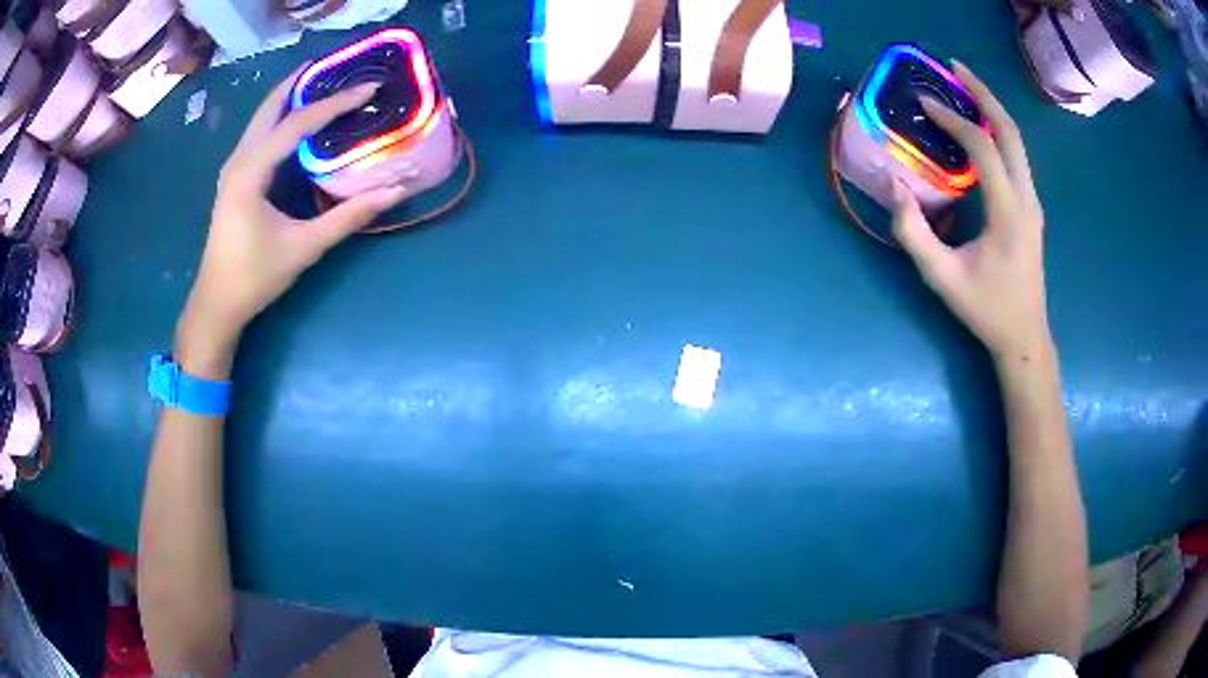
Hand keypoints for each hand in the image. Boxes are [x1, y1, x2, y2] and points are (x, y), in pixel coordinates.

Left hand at [178, 68, 406, 371]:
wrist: (216, 304)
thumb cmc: (255, 277)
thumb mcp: (304, 247)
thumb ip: (348, 217)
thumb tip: (395, 191)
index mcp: (251, 171)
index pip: (297, 124)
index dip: (335, 103)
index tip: (368, 88)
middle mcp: (239, 160)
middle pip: (271, 107)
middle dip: (303, 82)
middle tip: (337, 65)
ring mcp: (233, 168)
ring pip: (262, 118)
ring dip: (290, 97)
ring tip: (322, 83)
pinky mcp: (234, 179)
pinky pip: (259, 134)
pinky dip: (280, 118)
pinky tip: (298, 121)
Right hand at [892, 62, 1052, 363]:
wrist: (1024, 337)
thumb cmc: (985, 310)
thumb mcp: (942, 278)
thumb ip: (913, 233)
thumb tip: (893, 184)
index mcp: (1009, 213)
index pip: (984, 149)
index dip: (954, 121)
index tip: (925, 103)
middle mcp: (1027, 198)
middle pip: (1011, 131)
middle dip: (983, 94)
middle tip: (954, 69)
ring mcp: (1033, 202)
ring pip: (1017, 141)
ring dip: (991, 109)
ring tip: (964, 87)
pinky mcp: (1031, 208)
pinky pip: (1016, 157)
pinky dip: (997, 132)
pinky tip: (978, 128)